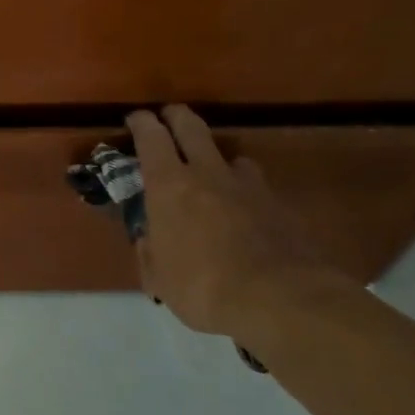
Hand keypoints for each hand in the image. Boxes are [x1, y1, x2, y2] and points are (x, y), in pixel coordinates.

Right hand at [126, 106, 342, 339]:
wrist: (279, 298)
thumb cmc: (202, 287)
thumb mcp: (160, 279)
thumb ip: (151, 252)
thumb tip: (149, 239)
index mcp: (169, 186)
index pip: (151, 137)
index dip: (141, 123)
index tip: (135, 119)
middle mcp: (207, 173)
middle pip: (191, 126)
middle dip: (177, 116)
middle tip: (169, 116)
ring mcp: (247, 186)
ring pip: (230, 155)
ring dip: (216, 158)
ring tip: (212, 172)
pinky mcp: (278, 204)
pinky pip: (254, 186)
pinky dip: (243, 190)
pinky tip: (243, 211)